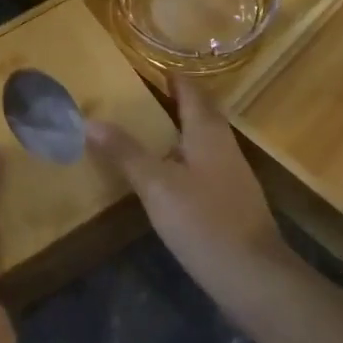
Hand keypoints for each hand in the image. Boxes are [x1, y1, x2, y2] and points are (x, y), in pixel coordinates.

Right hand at [85, 74, 294, 312]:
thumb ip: (125, 152)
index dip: (168, 76)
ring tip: (142, 130)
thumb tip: (89, 120)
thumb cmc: (204, 221)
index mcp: (207, 131)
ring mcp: (231, 173)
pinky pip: (202, 164)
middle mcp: (223, 144)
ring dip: (176, 129)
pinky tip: (163, 173)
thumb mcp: (156, 185)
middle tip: (135, 97)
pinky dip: (181, 157)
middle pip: (198, 112)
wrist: (253, 276)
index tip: (142, 67)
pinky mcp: (231, 200)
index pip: (189, 89)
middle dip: (171, 101)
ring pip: (201, 139)